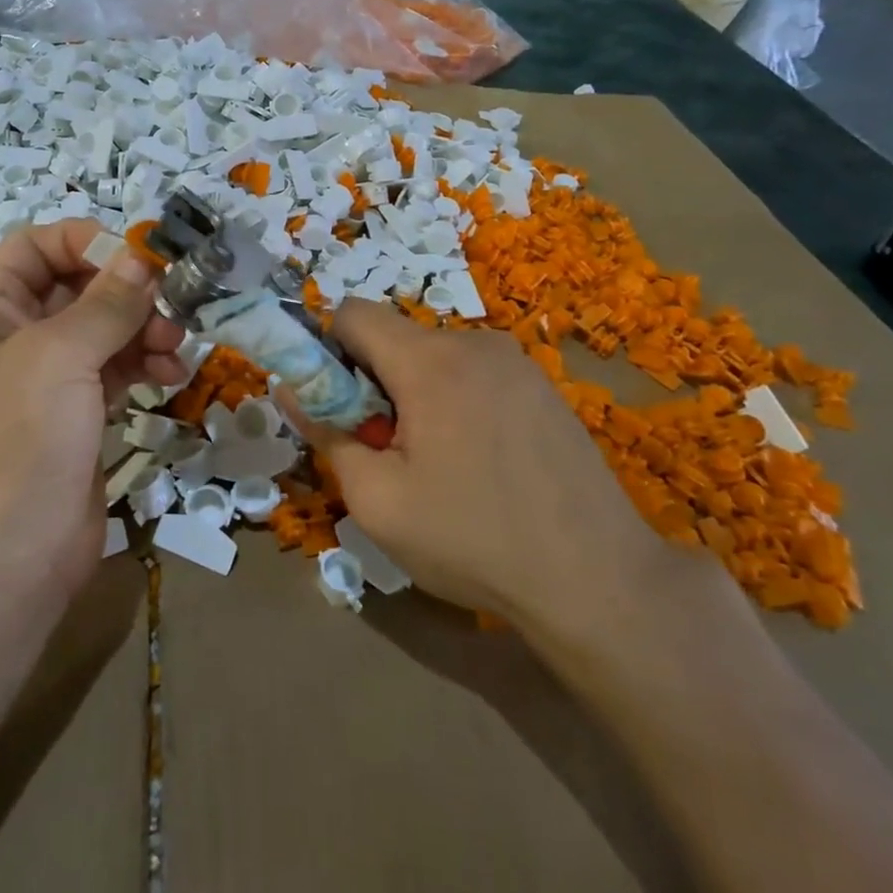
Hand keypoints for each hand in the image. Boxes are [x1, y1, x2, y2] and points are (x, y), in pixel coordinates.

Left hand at [0, 221, 185, 599]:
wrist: (6, 562)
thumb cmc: (17, 441)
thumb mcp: (60, 356)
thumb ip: (107, 301)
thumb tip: (143, 258)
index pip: (37, 245)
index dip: (88, 241)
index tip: (142, 257)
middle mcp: (9, 333)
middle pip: (76, 285)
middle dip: (126, 292)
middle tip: (171, 306)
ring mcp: (43, 376)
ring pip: (102, 327)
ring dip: (142, 329)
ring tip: (173, 349)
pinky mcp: (73, 412)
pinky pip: (113, 367)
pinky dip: (141, 363)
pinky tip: (169, 376)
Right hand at [290, 302, 705, 659]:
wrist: (600, 581)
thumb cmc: (474, 540)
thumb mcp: (377, 501)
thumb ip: (326, 434)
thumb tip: (292, 389)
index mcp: (430, 361)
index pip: (352, 312)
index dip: (327, 349)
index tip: (335, 403)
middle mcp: (474, 342)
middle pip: (394, 336)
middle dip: (372, 379)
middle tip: (386, 447)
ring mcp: (516, 361)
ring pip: (433, 355)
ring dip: (414, 392)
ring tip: (438, 462)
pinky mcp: (542, 384)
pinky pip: (473, 372)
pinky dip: (454, 399)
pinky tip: (479, 460)